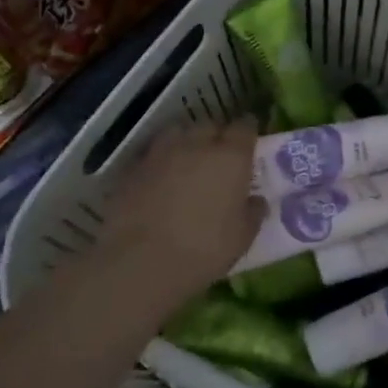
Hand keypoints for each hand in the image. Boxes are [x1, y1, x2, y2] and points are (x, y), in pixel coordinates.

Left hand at [92, 120, 264, 307]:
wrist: (141, 262)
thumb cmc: (204, 249)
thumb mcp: (242, 237)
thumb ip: (253, 212)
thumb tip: (256, 200)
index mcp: (231, 157)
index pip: (245, 126)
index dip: (248, 131)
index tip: (250, 140)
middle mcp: (197, 145)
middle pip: (210, 125)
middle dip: (217, 135)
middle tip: (220, 155)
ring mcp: (161, 153)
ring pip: (178, 133)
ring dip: (186, 142)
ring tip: (188, 161)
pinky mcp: (132, 168)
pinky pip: (153, 155)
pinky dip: (160, 161)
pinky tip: (160, 179)